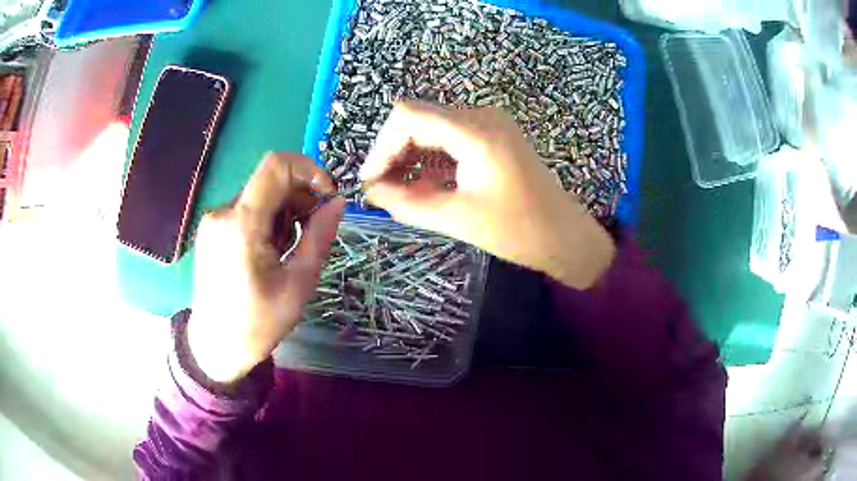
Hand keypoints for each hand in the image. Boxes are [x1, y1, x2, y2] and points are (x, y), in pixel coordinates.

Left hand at [188, 152, 345, 383]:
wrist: (215, 346)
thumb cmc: (258, 322)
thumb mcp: (298, 284)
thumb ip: (319, 237)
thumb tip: (338, 202)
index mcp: (242, 224)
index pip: (277, 165)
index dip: (309, 170)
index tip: (326, 196)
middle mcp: (223, 212)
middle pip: (271, 182)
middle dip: (300, 199)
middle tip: (310, 234)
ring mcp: (214, 220)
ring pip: (260, 196)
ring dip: (284, 214)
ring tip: (286, 251)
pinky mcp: (212, 229)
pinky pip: (247, 210)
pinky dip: (267, 221)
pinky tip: (269, 252)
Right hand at [361, 101, 614, 288]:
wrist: (563, 235)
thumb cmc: (517, 230)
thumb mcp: (456, 219)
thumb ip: (406, 203)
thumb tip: (370, 192)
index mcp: (475, 132)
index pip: (409, 116)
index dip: (382, 146)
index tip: (371, 180)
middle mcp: (481, 115)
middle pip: (418, 118)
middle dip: (394, 151)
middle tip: (381, 189)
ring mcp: (489, 122)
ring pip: (432, 126)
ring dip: (411, 155)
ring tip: (398, 190)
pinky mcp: (493, 134)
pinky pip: (450, 136)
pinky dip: (431, 157)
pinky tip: (422, 183)